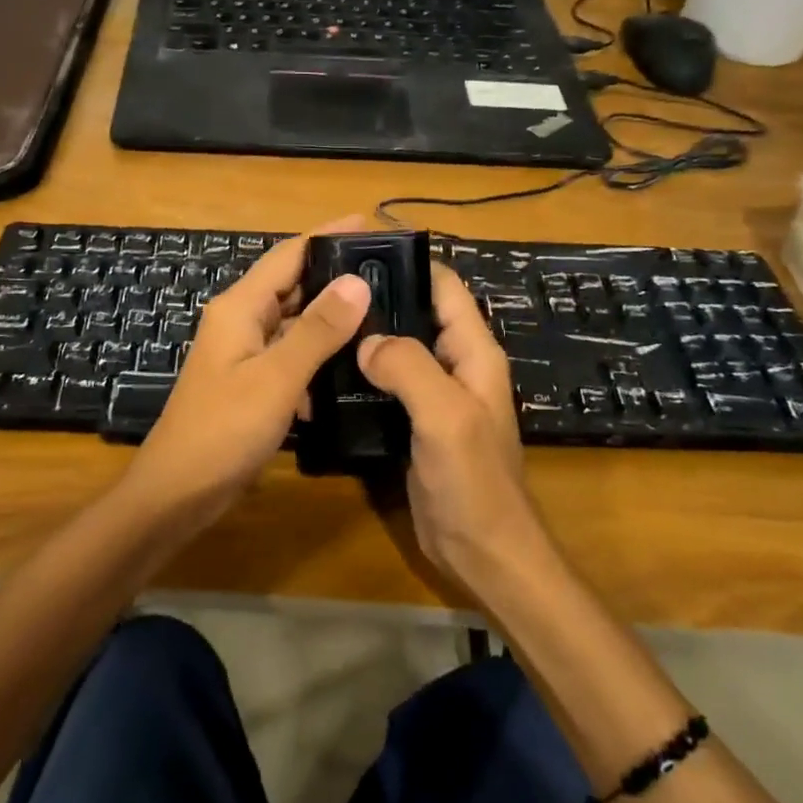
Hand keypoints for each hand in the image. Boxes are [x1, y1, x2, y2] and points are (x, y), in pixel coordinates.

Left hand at [122, 216, 372, 518]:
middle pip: (293, 284)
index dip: (330, 236)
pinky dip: (319, 357)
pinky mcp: (252, 382)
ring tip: (384, 315)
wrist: (178, 492)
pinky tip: (352, 368)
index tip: (374, 227)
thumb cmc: (223, 430)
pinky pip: (292, 356)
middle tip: (391, 274)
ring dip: (332, 319)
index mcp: (240, 307)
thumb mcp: (276, 378)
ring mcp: (245, 353)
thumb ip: (317, 330)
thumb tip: (357, 280)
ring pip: (295, 322)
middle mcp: (241, 320)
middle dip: (337, 277)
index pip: (290, 254)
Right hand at [356, 263, 555, 595]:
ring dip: (367, 335)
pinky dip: (361, 372)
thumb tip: (366, 339)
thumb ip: (409, 367)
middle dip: (379, 297)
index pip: (445, 287)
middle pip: (416, 313)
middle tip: (325, 286)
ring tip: (319, 321)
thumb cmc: (473, 482)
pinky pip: (386, 385)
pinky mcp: (413, 423)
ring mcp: (434, 396)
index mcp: (473, 352)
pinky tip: (327, 370)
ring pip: (397, 350)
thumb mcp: (446, 416)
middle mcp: (455, 365)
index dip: (410, 262)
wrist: (482, 553)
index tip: (361, 249)